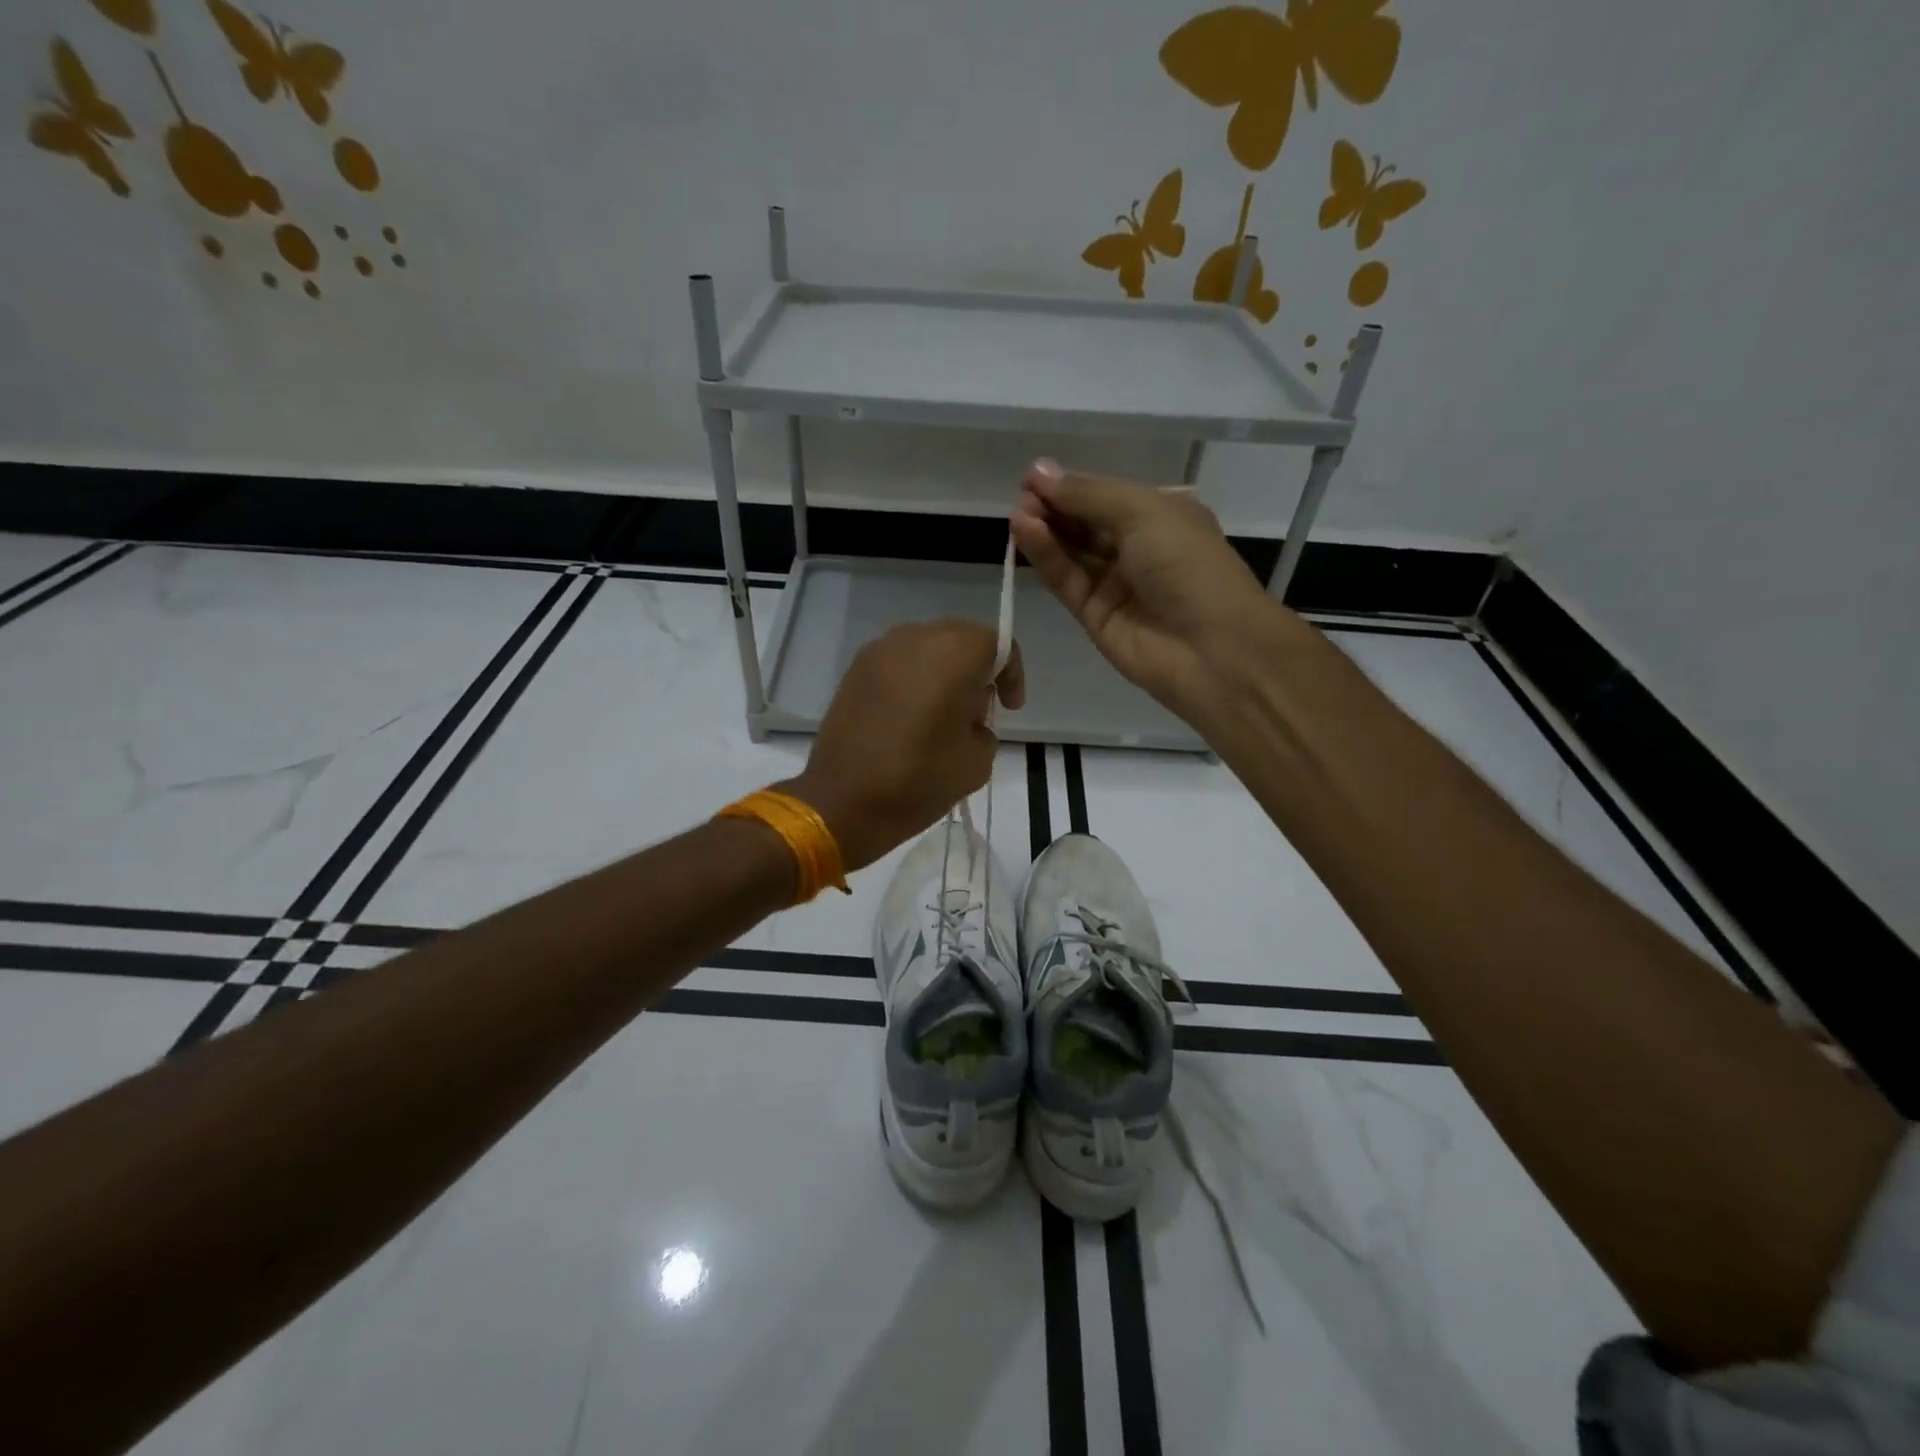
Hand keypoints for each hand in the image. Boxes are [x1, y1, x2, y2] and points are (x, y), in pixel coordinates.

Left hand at [782, 621, 1024, 871]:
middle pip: (960, 638)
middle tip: (978, 710)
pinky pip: (898, 662)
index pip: (996, 645)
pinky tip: (911, 715)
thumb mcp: (976, 762)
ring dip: (943, 671)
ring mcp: (880, 651)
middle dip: (977, 668)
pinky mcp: (855, 669)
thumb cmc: (918, 780)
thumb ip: (984, 728)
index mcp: (953, 655)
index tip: (1009, 707)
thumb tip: (968, 720)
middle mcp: (915, 638)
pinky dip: (913, 679)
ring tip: (943, 714)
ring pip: (927, 647)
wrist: (842, 802)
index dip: (1010, 674)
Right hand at [1009, 458, 1287, 719]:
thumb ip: (1088, 495)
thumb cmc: (1188, 565)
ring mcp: (1115, 584)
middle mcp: (1138, 547)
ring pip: (1071, 551)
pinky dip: (1045, 556)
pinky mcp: (1094, 616)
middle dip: (1054, 506)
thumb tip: (1040, 471)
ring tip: (1017, 514)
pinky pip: (1066, 580)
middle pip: (1085, 523)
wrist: (1212, 649)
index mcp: (1162, 515)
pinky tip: (1024, 532)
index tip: (1033, 477)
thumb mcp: (1143, 512)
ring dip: (1044, 530)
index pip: (1106, 495)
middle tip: (1022, 496)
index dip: (1071, 485)